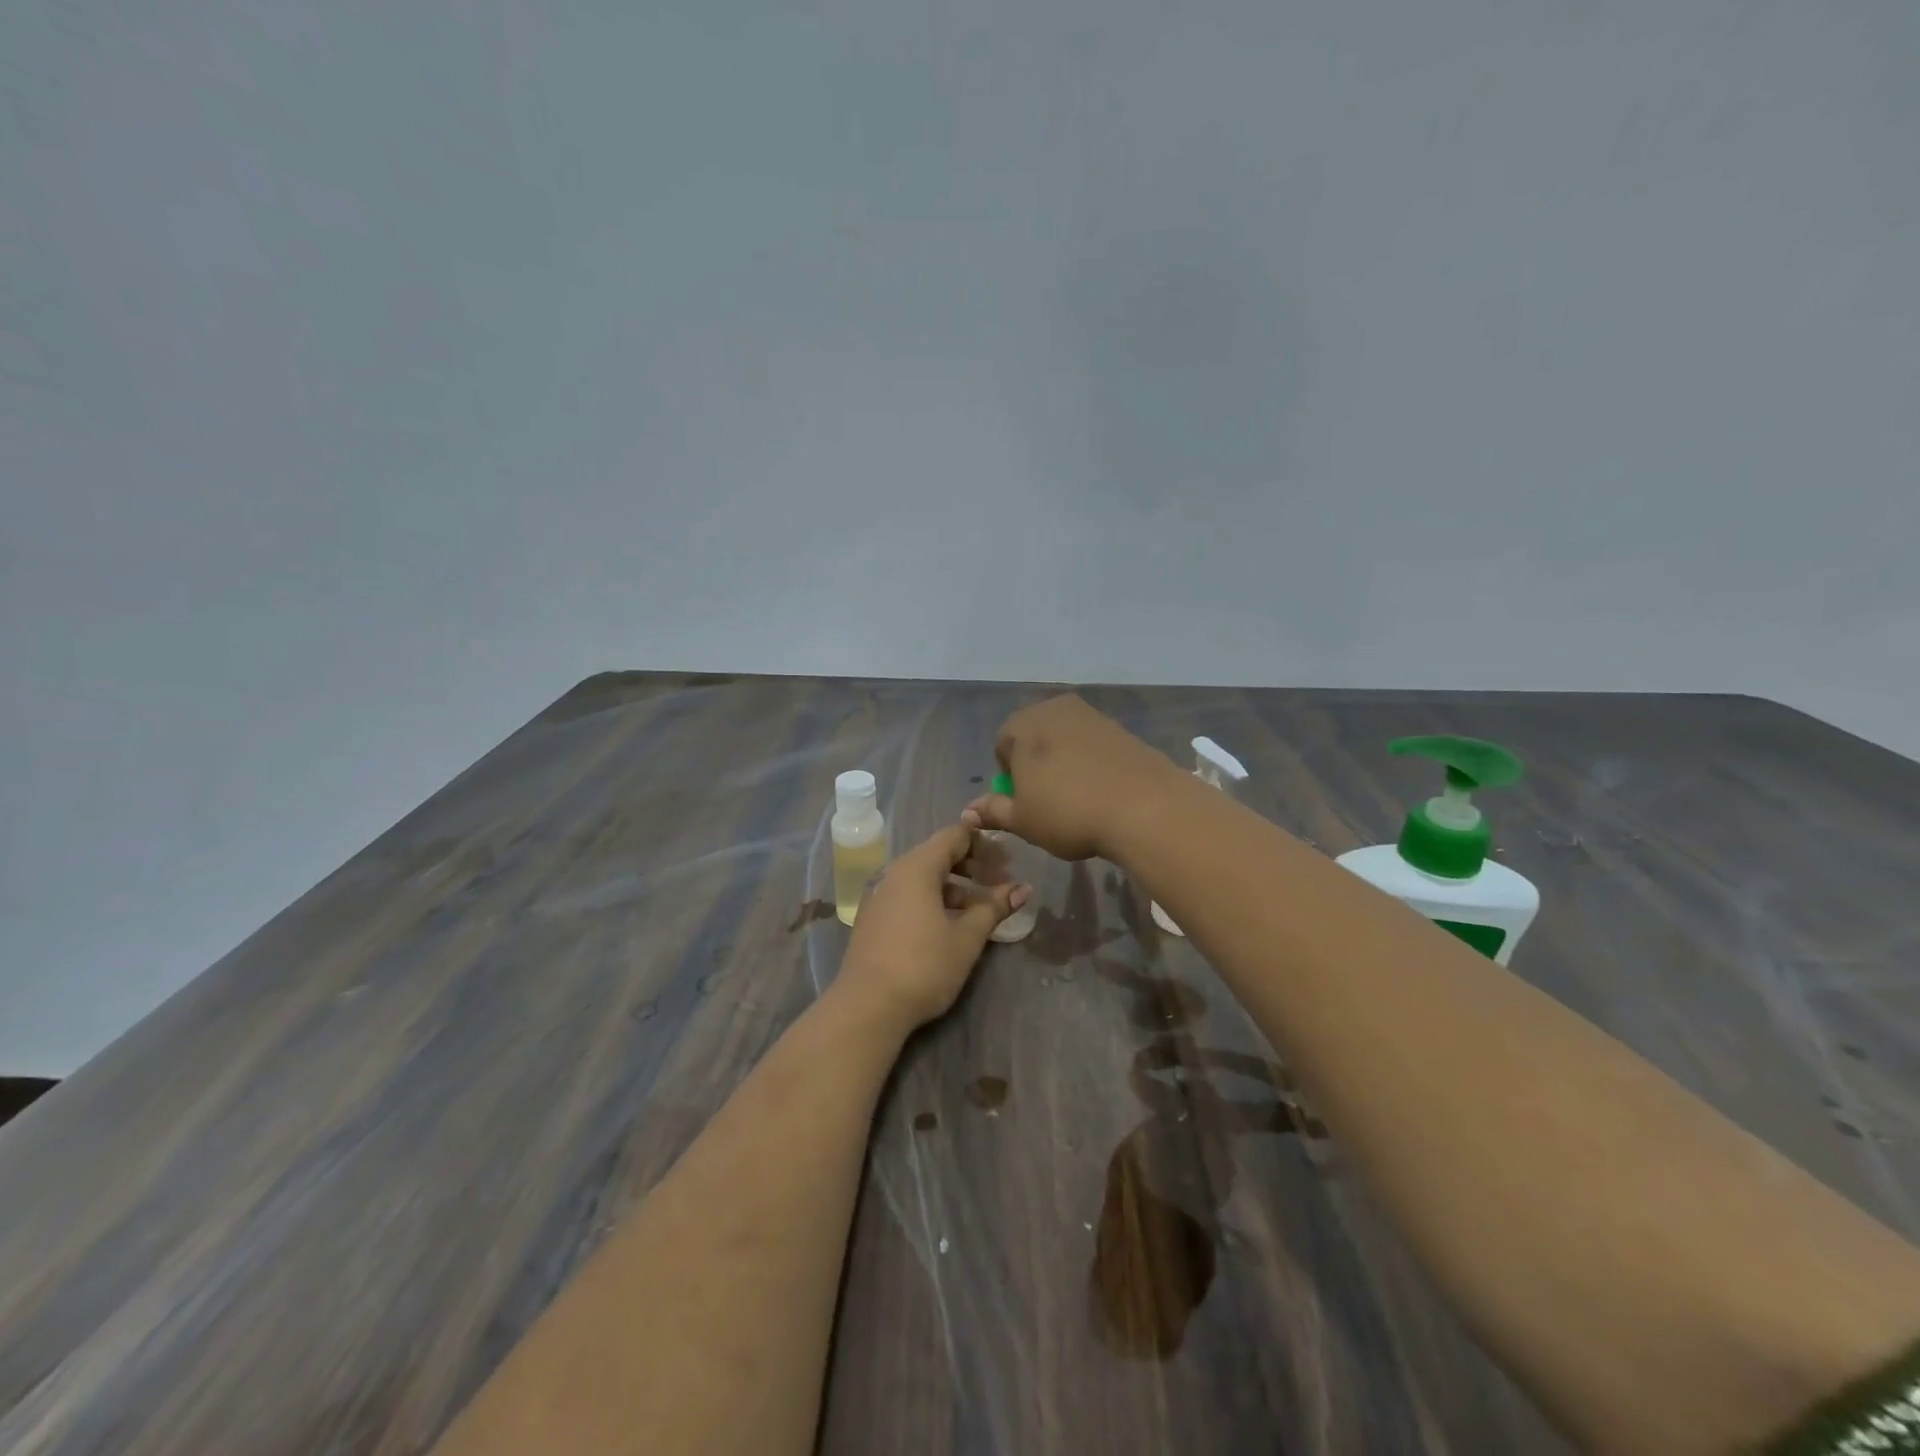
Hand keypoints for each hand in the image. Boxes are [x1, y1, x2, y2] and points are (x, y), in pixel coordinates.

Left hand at [836, 823, 1030, 1031]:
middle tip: (1000, 884)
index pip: (954, 835)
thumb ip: (994, 907)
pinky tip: (951, 924)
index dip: (983, 843)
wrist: (867, 1007)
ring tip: (981, 910)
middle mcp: (895, 872)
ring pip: (924, 877)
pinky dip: (934, 899)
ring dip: (955, 886)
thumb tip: (1023, 888)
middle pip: (938, 854)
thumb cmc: (923, 966)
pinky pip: (909, 895)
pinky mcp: (874, 918)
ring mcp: (880, 895)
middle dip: (972, 865)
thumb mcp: (966, 937)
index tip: (1008, 862)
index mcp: (917, 867)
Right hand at [963, 694, 1183, 860]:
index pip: (1002, 744)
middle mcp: (1056, 709)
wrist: (1145, 807)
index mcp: (1024, 724)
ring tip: (1077, 800)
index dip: (1008, 776)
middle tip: (1047, 801)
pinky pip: (1095, 747)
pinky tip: (1102, 793)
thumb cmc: (1068, 811)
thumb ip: (994, 811)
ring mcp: (1093, 716)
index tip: (1023, 802)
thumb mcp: (1023, 820)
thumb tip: (969, 810)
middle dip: (1036, 765)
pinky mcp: (1123, 730)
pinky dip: (1093, 765)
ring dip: (1065, 764)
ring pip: (1066, 741)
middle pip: (1035, 737)